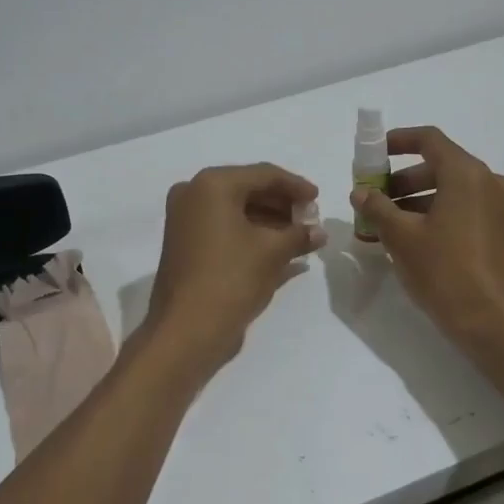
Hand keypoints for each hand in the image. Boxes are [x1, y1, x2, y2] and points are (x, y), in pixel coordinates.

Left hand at [146, 163, 324, 365]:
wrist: (187, 328)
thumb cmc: (231, 278)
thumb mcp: (272, 252)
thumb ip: (299, 235)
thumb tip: (319, 232)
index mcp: (212, 184)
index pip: (264, 174)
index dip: (295, 186)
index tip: (318, 198)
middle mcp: (193, 193)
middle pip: (247, 189)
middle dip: (281, 204)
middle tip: (310, 218)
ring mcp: (184, 218)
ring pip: (235, 209)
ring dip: (268, 220)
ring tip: (298, 235)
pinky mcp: (184, 242)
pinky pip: (223, 226)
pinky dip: (249, 232)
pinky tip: (276, 246)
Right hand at [351, 126, 503, 348]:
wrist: (496, 324)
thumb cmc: (446, 272)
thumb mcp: (402, 238)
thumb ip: (377, 208)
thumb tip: (361, 192)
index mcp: (467, 174)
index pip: (429, 140)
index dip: (398, 141)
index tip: (375, 154)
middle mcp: (491, 182)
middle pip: (441, 165)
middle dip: (404, 179)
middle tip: (376, 199)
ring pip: (455, 190)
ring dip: (420, 199)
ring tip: (390, 225)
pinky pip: (468, 209)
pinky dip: (442, 213)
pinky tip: (418, 240)